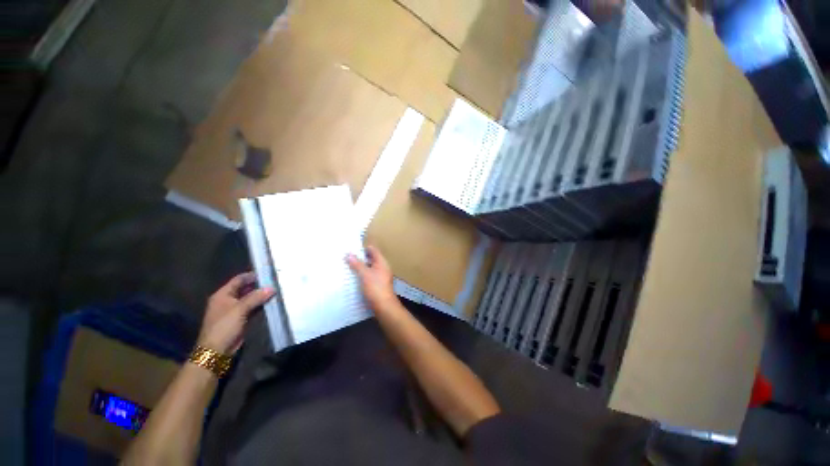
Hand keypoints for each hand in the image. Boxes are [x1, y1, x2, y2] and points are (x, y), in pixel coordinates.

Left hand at [197, 272, 273, 353]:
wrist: (217, 351)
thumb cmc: (224, 326)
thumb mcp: (239, 309)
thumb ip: (255, 297)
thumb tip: (272, 288)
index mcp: (223, 295)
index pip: (239, 280)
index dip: (252, 275)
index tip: (268, 273)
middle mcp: (228, 300)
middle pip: (245, 289)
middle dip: (259, 286)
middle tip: (275, 282)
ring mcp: (235, 310)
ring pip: (251, 299)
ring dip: (261, 296)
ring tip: (277, 291)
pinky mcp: (241, 319)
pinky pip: (253, 308)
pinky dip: (261, 305)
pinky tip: (272, 302)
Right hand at [347, 245, 398, 311]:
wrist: (384, 305)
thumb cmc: (376, 288)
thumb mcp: (365, 275)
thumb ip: (357, 264)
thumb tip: (348, 254)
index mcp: (382, 262)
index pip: (373, 250)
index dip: (363, 247)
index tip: (352, 247)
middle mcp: (383, 267)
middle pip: (371, 258)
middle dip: (360, 257)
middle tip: (347, 256)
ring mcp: (381, 275)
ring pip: (370, 267)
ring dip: (361, 266)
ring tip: (348, 265)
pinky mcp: (378, 283)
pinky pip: (369, 275)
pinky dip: (363, 274)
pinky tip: (354, 277)